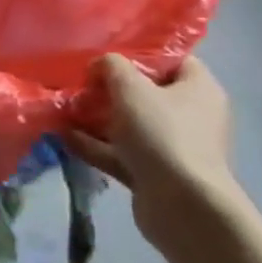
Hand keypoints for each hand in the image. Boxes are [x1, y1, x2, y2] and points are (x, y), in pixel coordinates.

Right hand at [69, 55, 243, 255]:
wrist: (183, 207)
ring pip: (129, 125)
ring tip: (63, 110)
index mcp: (198, 89)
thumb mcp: (131, 87)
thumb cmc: (162, 134)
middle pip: (145, 93)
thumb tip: (100, 67)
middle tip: (78, 84)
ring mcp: (173, 147)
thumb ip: (111, 66)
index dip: (138, 55)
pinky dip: (95, 145)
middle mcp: (190, 116)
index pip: (171, 60)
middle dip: (108, 89)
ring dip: (96, 118)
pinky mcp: (155, 174)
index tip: (105, 56)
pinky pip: (121, 153)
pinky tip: (63, 137)